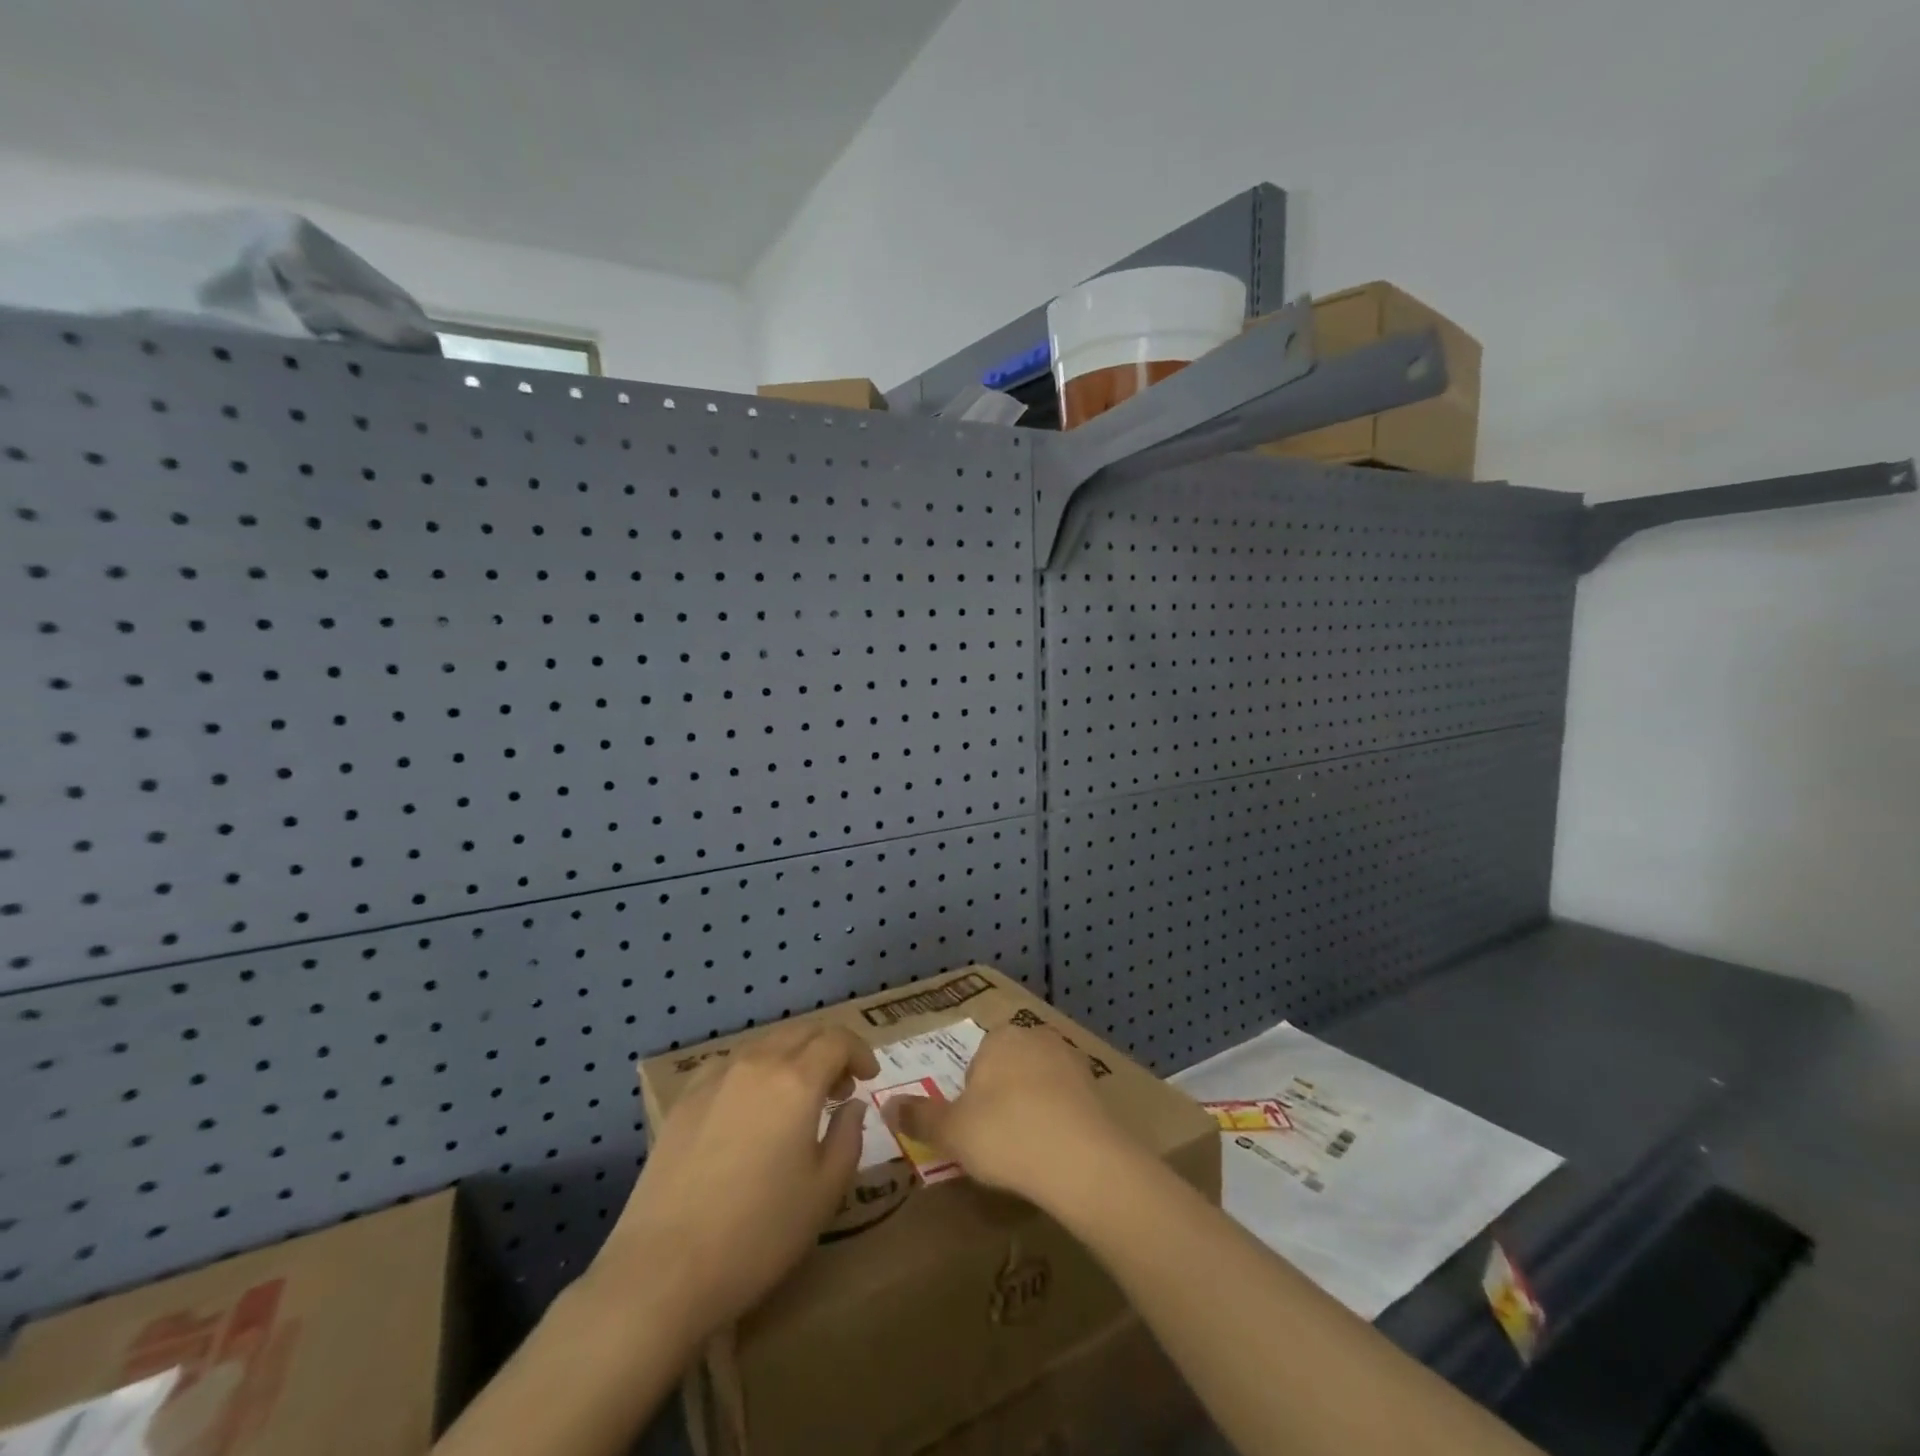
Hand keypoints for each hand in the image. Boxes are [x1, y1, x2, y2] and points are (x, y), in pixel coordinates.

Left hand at [589, 1024, 878, 1340]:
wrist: (662, 1271)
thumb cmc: (757, 1234)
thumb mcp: (824, 1192)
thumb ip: (848, 1137)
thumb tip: (851, 1105)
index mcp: (797, 1080)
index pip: (836, 1040)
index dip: (859, 1052)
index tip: (869, 1077)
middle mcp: (756, 1064)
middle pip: (801, 1032)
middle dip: (828, 1049)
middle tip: (841, 1086)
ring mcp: (714, 1078)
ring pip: (765, 1044)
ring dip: (792, 1058)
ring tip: (798, 1097)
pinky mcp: (684, 1100)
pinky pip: (730, 1064)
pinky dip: (754, 1070)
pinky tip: (750, 1107)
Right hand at [883, 1025, 1131, 1206]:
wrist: (1081, 1159)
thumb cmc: (1005, 1135)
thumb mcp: (951, 1132)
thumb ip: (918, 1117)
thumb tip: (886, 1105)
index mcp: (999, 1038)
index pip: (976, 1064)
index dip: (971, 1100)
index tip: (975, 1133)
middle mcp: (1036, 1037)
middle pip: (1009, 1070)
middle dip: (1002, 1100)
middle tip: (999, 1144)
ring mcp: (1071, 1060)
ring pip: (1040, 1084)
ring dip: (1033, 1109)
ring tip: (1029, 1153)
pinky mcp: (1097, 1087)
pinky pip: (1068, 1102)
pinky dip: (1061, 1121)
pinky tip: (1057, 1153)